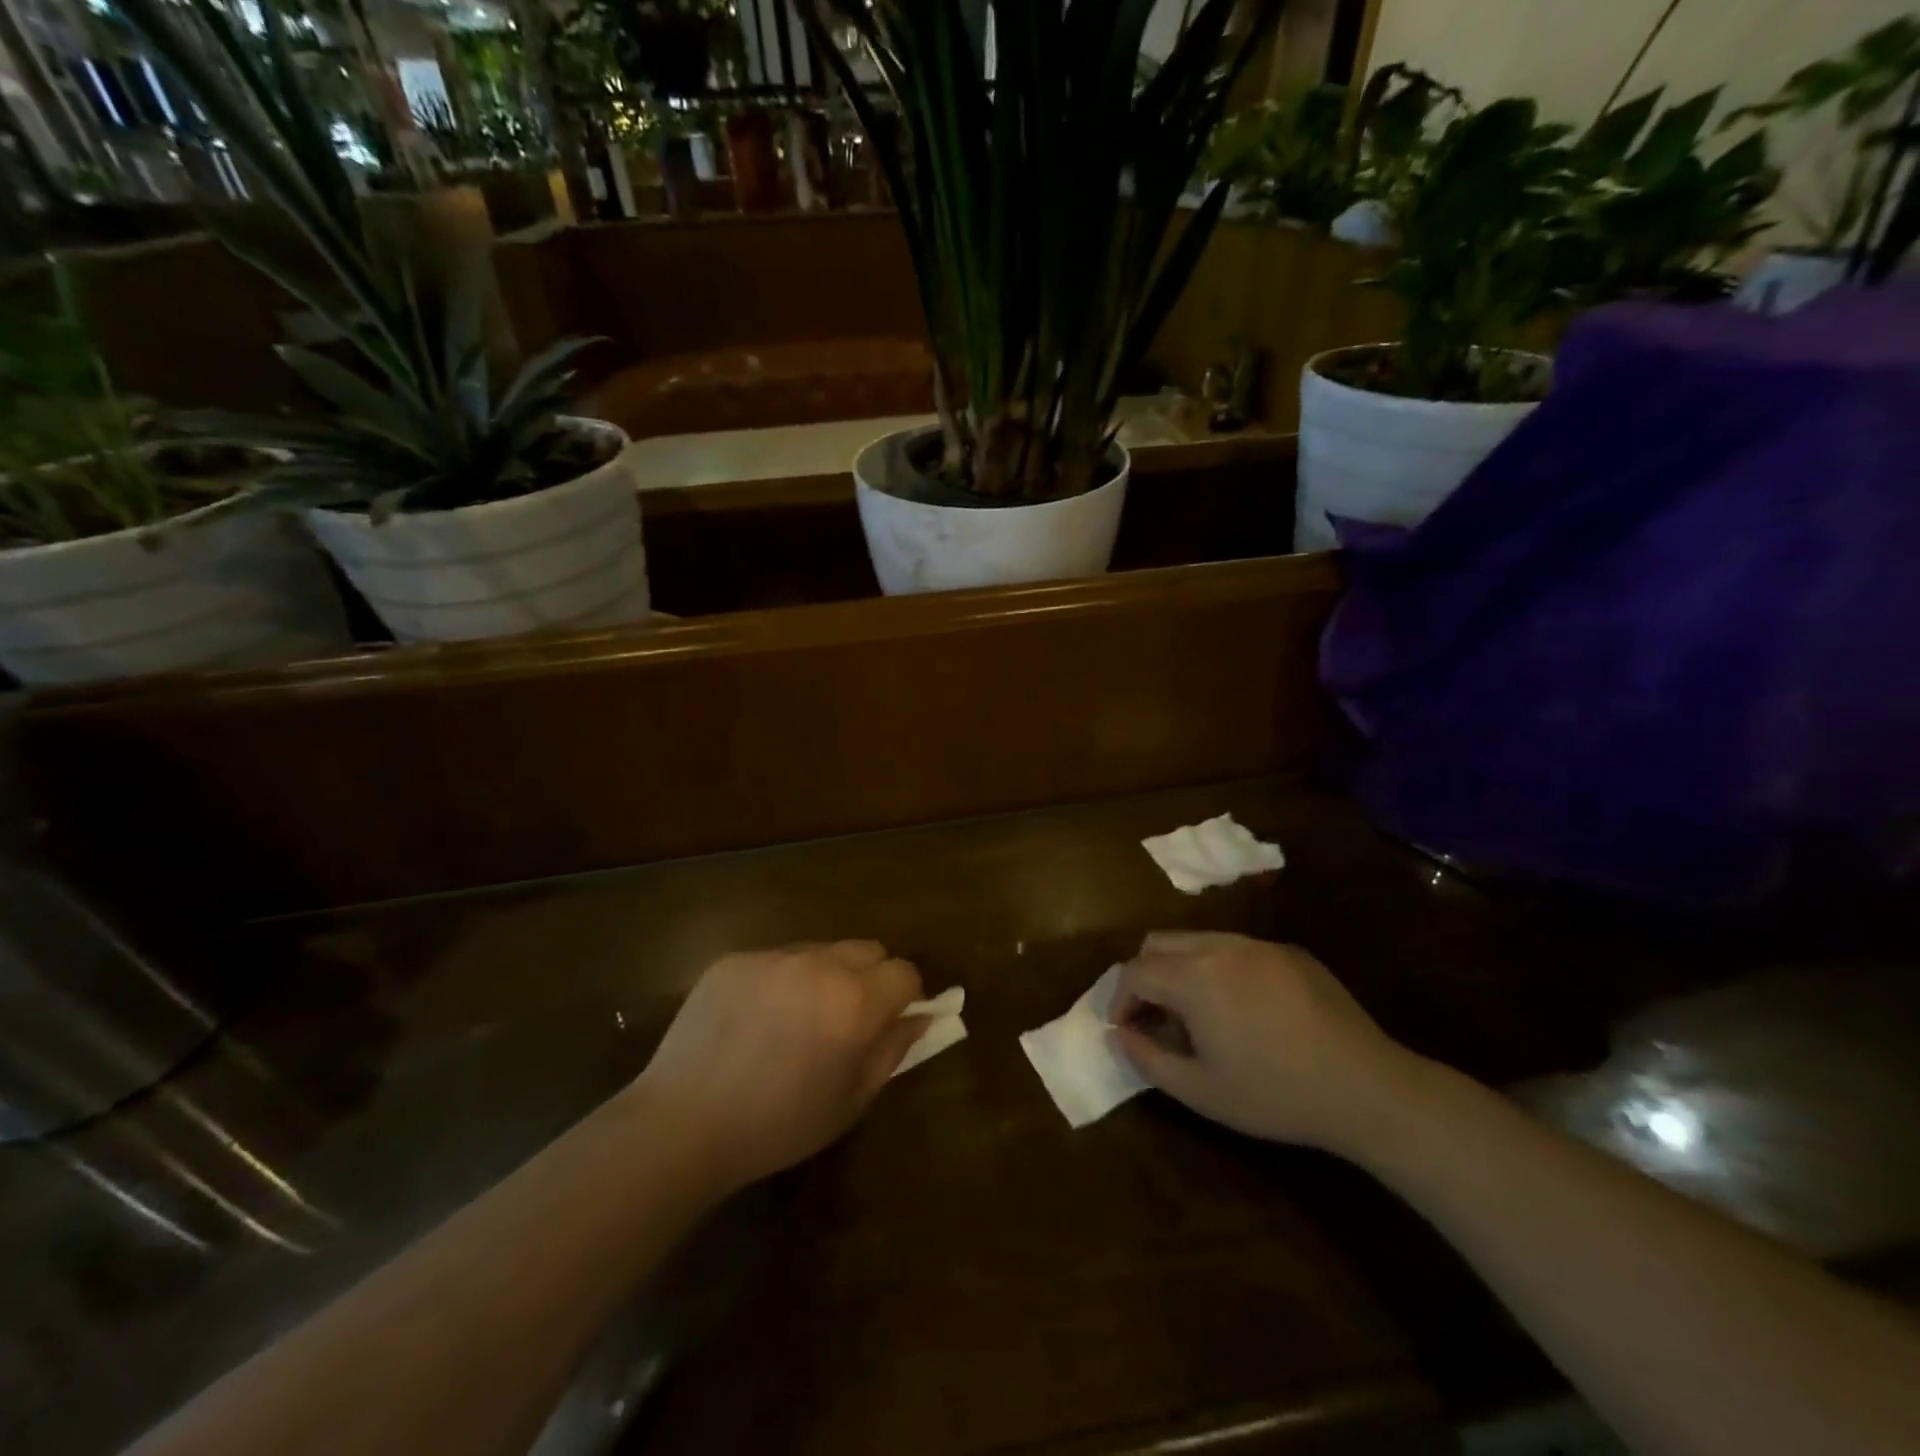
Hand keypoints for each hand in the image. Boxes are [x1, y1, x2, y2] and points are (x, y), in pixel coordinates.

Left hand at [633, 941, 926, 1191]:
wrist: (681, 1124)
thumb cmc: (776, 1126)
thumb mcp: (850, 1102)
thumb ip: (892, 1051)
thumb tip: (920, 1016)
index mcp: (854, 1002)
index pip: (904, 971)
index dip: (905, 996)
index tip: (889, 1022)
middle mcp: (819, 964)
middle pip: (868, 949)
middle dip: (870, 977)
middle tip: (846, 1019)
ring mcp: (773, 957)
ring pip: (822, 950)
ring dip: (825, 975)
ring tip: (795, 1020)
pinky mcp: (735, 959)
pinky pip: (776, 959)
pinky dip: (781, 980)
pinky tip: (755, 1020)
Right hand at [1108, 931, 1428, 1157]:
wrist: (1366, 1089)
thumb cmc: (1275, 1094)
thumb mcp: (1201, 1091)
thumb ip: (1147, 1059)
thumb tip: (1118, 1034)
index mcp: (1194, 976)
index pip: (1135, 972)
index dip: (1120, 1000)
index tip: (1126, 1030)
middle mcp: (1220, 946)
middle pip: (1159, 943)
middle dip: (1145, 976)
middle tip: (1154, 1018)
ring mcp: (1258, 944)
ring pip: (1197, 940)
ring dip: (1180, 969)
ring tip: (1195, 1013)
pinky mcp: (1289, 951)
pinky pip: (1236, 948)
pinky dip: (1219, 969)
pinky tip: (1243, 1009)